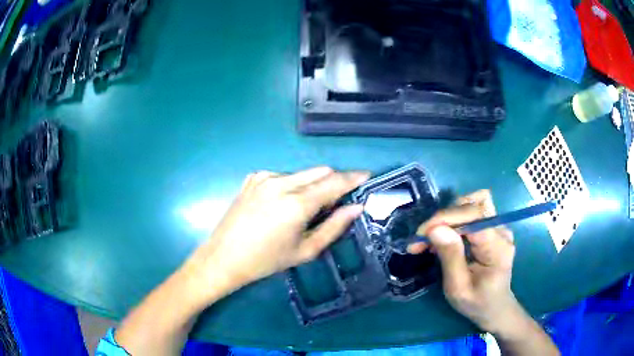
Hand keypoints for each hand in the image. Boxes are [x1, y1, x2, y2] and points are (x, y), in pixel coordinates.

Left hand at [184, 167, 368, 303]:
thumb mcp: (305, 250)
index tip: (367, 175)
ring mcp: (264, 178)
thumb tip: (356, 208)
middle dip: (334, 181)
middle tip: (337, 201)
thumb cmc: (266, 261)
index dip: (353, 178)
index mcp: (296, 203)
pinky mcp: (253, 178)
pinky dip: (292, 185)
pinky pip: (282, 175)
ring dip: (312, 184)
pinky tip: (282, 204)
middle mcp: (281, 183)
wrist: (224, 257)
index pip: (334, 183)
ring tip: (305, 209)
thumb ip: (334, 227)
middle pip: (320, 171)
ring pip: (302, 173)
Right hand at [409, 190, 523, 334]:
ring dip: (449, 217)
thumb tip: (435, 229)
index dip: (445, 218)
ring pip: (473, 203)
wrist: (495, 308)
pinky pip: (473, 212)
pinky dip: (455, 219)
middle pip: (473, 205)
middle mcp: (502, 230)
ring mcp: (499, 227)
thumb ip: (450, 257)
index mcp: (497, 246)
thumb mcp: (459, 288)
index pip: (474, 215)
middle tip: (422, 240)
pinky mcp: (493, 228)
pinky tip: (445, 237)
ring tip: (433, 239)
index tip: (421, 235)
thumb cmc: (477, 303)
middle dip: (443, 218)